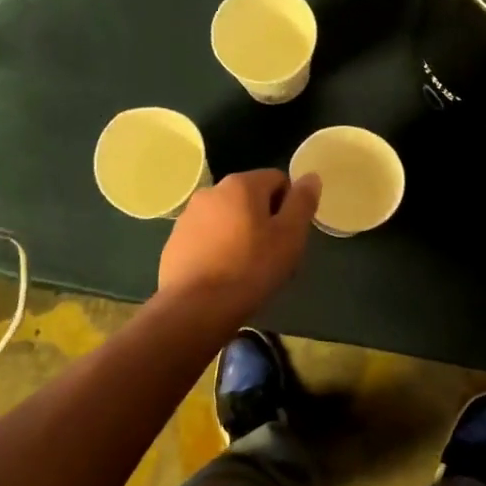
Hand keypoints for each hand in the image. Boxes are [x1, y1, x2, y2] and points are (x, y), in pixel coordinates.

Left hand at [157, 169, 321, 316]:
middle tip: (273, 255)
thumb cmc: (250, 269)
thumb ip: (302, 202)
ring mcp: (188, 216)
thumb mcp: (290, 236)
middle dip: (264, 220)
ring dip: (240, 234)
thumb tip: (310, 176)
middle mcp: (211, 191)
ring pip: (227, 218)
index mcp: (241, 184)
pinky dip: (218, 249)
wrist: (194, 309)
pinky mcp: (174, 241)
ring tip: (247, 269)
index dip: (290, 205)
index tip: (290, 235)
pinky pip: (206, 237)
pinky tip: (223, 276)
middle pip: (251, 198)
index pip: (278, 180)